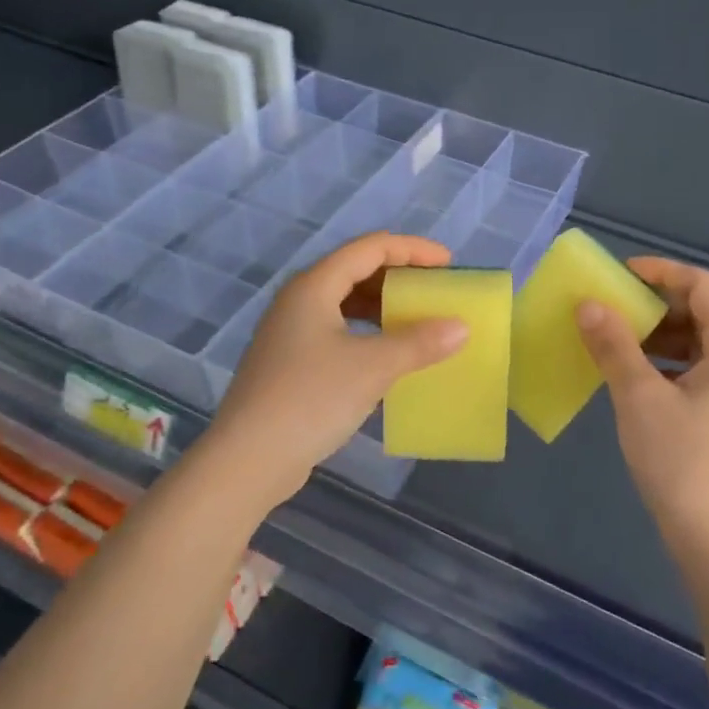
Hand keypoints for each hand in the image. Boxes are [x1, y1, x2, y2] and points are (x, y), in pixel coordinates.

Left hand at [202, 232, 468, 506]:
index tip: (448, 264)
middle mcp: (299, 300)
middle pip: (355, 270)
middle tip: (435, 291)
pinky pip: (337, 330)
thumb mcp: (373, 367)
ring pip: (344, 302)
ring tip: (417, 320)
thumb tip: (460, 327)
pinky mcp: (290, 362)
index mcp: (314, 286)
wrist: (248, 460)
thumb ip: (419, 343)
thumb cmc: (311, 399)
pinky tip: (387, 354)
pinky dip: (367, 332)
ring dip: (382, 306)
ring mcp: (290, 332)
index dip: (412, 249)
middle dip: (398, 276)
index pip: (370, 248)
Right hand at [576, 258, 708, 552]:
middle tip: (613, 310)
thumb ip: (614, 346)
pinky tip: (636, 381)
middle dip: (657, 306)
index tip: (621, 275)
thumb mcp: (640, 398)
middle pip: (704, 313)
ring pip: (701, 345)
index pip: (703, 286)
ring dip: (659, 337)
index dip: (662, 272)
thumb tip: (589, 305)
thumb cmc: (683, 462)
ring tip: (617, 345)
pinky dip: (668, 365)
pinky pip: (700, 372)